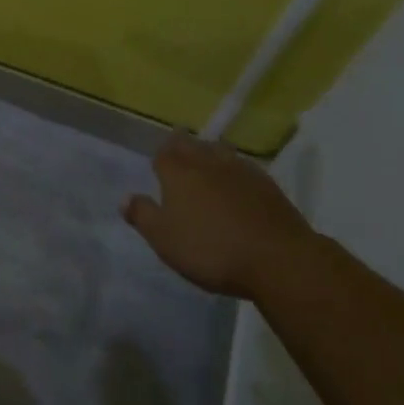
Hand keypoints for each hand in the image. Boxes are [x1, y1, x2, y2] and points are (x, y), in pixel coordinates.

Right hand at [122, 131, 312, 297]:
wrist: (278, 260)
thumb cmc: (211, 249)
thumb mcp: (165, 240)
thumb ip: (143, 216)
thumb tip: (125, 198)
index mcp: (178, 172)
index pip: (164, 152)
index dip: (160, 156)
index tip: (159, 163)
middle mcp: (207, 162)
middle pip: (192, 144)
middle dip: (183, 146)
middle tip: (180, 152)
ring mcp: (240, 170)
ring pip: (220, 150)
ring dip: (211, 153)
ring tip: (208, 163)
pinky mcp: (268, 184)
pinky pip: (244, 167)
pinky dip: (236, 171)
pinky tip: (238, 184)